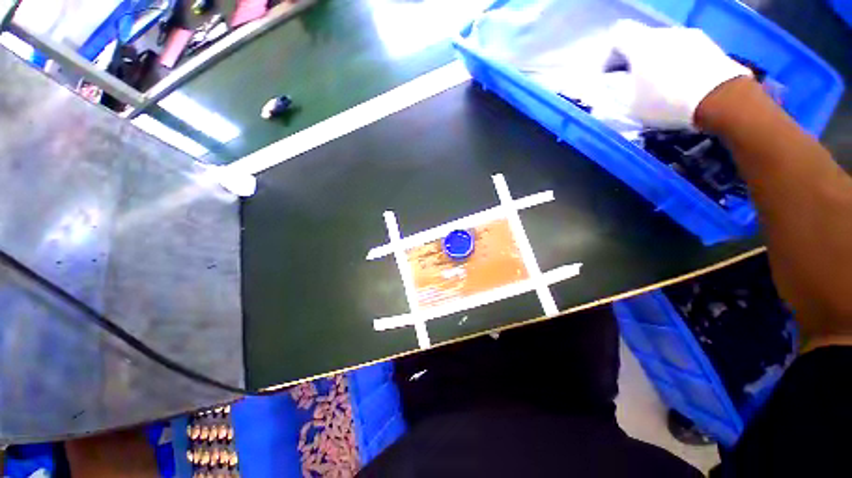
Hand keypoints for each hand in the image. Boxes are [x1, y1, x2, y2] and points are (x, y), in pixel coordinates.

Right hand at [608, 19, 752, 128]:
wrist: (721, 99)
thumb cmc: (667, 102)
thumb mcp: (630, 105)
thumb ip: (616, 91)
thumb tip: (613, 84)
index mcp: (642, 43)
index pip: (618, 34)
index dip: (609, 53)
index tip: (609, 74)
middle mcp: (665, 32)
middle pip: (642, 40)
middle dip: (634, 59)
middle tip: (632, 82)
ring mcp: (691, 36)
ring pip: (665, 46)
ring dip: (657, 61)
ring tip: (660, 85)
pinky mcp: (710, 46)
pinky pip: (685, 52)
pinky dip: (677, 64)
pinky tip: (681, 84)